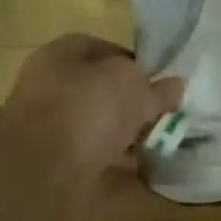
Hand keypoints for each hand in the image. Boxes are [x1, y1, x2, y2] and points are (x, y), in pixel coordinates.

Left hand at [0, 34, 182, 178]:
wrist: (45, 172)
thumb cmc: (89, 108)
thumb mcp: (135, 86)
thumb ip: (156, 86)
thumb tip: (175, 86)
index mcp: (59, 55)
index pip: (102, 49)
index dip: (134, 62)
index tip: (158, 81)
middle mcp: (48, 88)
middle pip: (98, 91)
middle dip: (130, 102)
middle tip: (161, 113)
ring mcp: (47, 130)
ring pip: (96, 127)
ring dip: (125, 135)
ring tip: (157, 143)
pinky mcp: (53, 166)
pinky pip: (94, 161)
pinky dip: (117, 166)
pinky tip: (142, 170)